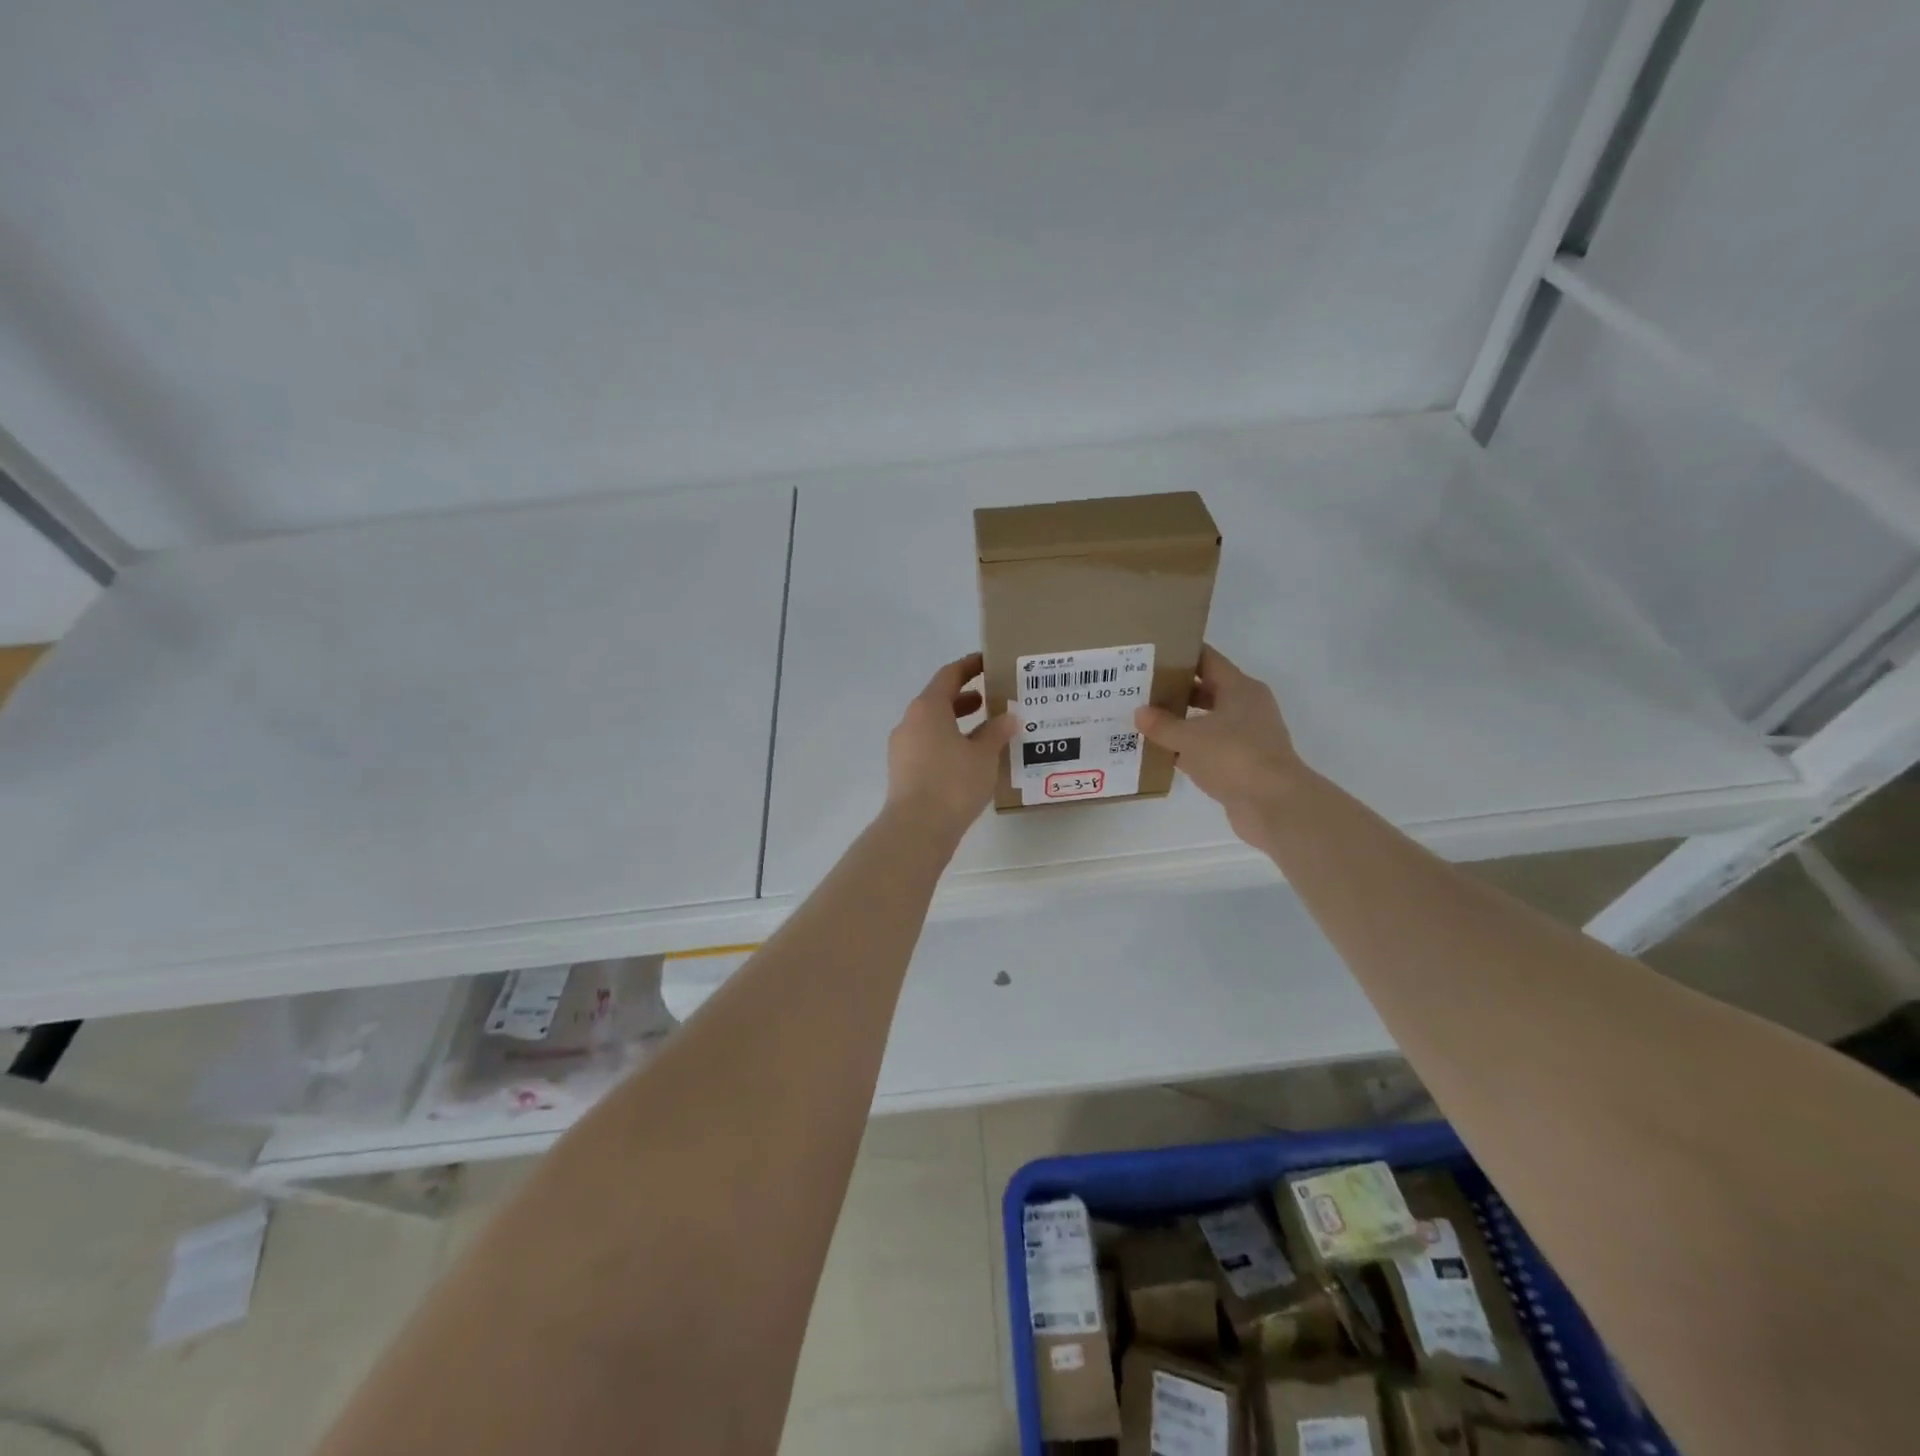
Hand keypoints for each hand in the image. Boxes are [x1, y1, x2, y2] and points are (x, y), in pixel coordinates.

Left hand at [886, 654, 1018, 841]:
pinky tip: (968, 759)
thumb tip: (1008, 717)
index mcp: (927, 708)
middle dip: (965, 698)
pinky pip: (927, 745)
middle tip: (991, 699)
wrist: (917, 828)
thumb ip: (997, 732)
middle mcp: (910, 722)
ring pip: (932, 725)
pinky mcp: (902, 770)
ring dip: (956, 722)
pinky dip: (947, 742)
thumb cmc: (953, 782)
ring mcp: (902, 747)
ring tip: (985, 730)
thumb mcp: (983, 755)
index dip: (969, 666)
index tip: (988, 662)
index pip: (949, 675)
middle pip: (938, 700)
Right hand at [1134, 645, 1307, 846]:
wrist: (1273, 804)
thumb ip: (1161, 724)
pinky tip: (1161, 753)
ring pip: (1207, 720)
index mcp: (1240, 688)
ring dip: (1180, 721)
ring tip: (1145, 720)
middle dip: (1175, 689)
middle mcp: (1246, 707)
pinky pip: (1209, 748)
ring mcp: (1247, 736)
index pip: (1207, 659)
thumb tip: (1140, 712)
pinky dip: (1188, 749)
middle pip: (1206, 689)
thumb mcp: (1189, 737)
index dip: (1180, 654)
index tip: (1152, 654)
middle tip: (1140, 689)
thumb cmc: (1233, 757)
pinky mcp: (1242, 763)